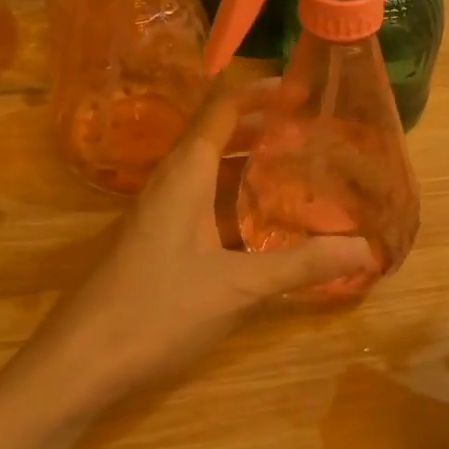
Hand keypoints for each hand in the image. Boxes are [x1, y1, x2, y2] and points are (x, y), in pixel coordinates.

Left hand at [38, 81, 376, 408]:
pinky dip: (235, 197)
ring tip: (298, 165)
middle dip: (264, 126)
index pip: (223, 108)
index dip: (263, 92)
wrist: (81, 360)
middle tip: (315, 130)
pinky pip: (202, 201)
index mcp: (186, 173)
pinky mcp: (158, 241)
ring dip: (249, 162)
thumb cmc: (157, 309)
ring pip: (210, 170)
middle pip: (218, 134)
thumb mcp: (237, 287)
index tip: (305, 88)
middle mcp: (171, 181)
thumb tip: (368, 249)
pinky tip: (261, 221)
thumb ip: (301, 265)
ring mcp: (160, 212)